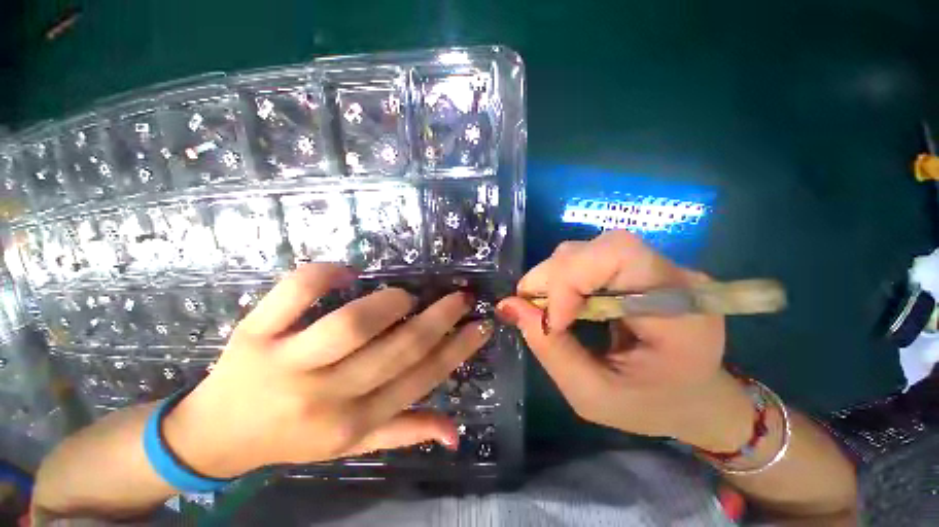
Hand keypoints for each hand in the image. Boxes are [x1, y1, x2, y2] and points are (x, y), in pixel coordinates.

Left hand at [162, 264, 492, 477]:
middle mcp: (326, 395)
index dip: (458, 349)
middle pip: (397, 348)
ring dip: (390, 302)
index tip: (481, 325)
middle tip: (460, 297)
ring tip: (404, 297)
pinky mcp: (254, 333)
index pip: (421, 379)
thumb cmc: (291, 438)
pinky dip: (325, 274)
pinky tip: (345, 272)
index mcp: (353, 422)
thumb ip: (404, 432)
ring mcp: (286, 362)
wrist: (214, 436)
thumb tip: (456, 433)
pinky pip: (294, 294)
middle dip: (440, 317)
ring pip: (351, 323)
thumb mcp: (352, 446)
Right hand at [496, 231, 752, 450]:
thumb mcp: (594, 395)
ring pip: (586, 250)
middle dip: (553, 277)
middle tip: (533, 311)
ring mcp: (655, 267)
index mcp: (681, 311)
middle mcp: (672, 276)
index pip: (619, 254)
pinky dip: (562, 279)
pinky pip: (587, 259)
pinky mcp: (635, 268)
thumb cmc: (651, 406)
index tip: (553, 320)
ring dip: (553, 277)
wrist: (693, 396)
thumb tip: (508, 305)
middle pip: (597, 248)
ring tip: (548, 311)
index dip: (571, 278)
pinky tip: (562, 303)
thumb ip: (550, 349)